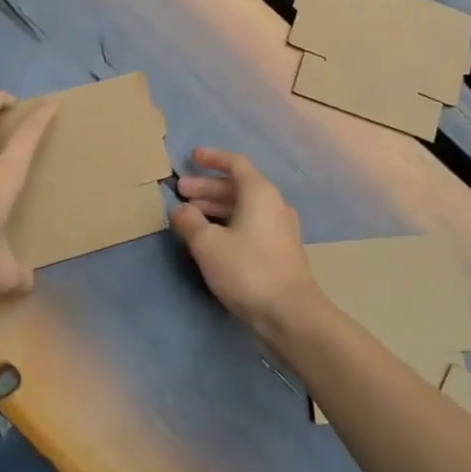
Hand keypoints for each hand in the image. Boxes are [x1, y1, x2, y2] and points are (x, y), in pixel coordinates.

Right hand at [171, 148, 319, 335]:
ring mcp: (280, 228)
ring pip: (243, 207)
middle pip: (237, 186)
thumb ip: (190, 222)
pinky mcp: (280, 250)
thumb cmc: (248, 269)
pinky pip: (250, 225)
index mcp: (259, 192)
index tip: (192, 157)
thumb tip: (179, 209)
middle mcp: (273, 204)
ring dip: (216, 207)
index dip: (212, 158)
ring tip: (189, 216)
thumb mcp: (208, 244)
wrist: (290, 313)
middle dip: (207, 188)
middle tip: (180, 192)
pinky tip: (211, 239)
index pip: (235, 163)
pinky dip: (228, 223)